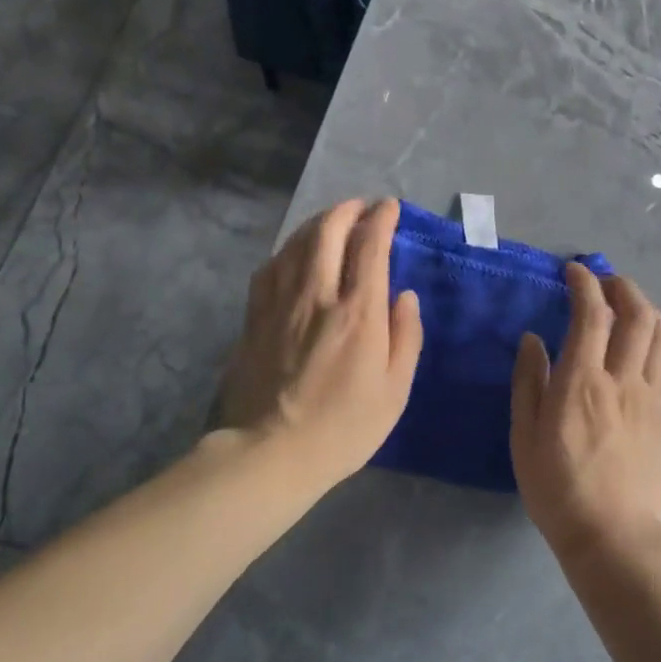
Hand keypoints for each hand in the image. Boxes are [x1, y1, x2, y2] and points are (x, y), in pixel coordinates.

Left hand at [218, 198, 423, 487]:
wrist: (269, 454)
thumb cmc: (343, 427)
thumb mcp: (395, 390)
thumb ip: (406, 336)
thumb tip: (405, 296)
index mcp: (358, 312)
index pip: (370, 246)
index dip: (381, 219)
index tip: (389, 207)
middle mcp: (317, 295)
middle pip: (328, 231)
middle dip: (347, 210)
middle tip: (361, 207)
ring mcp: (280, 303)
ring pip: (297, 243)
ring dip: (318, 223)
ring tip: (332, 220)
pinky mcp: (254, 317)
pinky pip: (271, 266)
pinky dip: (289, 249)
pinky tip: (295, 253)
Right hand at [510, 265, 660, 565]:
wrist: (612, 537)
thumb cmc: (557, 488)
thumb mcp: (525, 436)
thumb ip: (529, 382)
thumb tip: (534, 339)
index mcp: (583, 380)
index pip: (591, 312)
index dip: (584, 283)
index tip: (574, 271)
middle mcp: (622, 379)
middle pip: (636, 314)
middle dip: (623, 286)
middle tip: (607, 282)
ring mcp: (652, 398)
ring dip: (648, 310)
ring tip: (631, 307)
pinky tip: (654, 352)